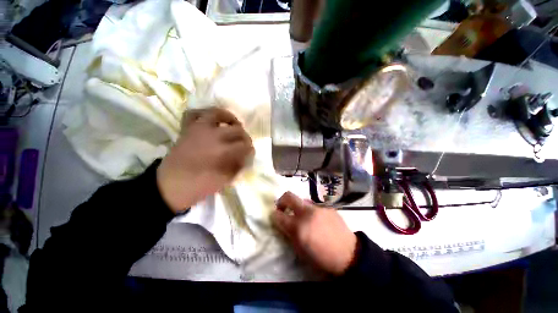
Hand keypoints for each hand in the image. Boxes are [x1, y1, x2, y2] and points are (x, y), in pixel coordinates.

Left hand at [157, 107, 253, 212]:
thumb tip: (246, 156)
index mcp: (222, 151)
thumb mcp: (225, 180)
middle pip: (236, 129)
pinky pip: (194, 114)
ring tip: (233, 124)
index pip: (244, 145)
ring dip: (228, 117)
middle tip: (244, 143)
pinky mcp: (187, 129)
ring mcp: (197, 130)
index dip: (250, 149)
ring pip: (216, 113)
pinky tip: (211, 120)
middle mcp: (212, 136)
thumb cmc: (199, 185)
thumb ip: (238, 166)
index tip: (250, 153)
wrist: (170, 186)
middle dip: (244, 136)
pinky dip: (203, 113)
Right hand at [271, 192, 357, 275]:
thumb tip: (283, 222)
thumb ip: (289, 233)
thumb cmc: (322, 258)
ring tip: (303, 217)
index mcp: (299, 227)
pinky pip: (314, 205)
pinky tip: (317, 220)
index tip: (274, 215)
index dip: (274, 215)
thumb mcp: (300, 251)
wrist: (349, 255)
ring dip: (298, 206)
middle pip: (289, 196)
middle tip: (282, 207)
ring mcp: (318, 207)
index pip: (279, 215)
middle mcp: (307, 213)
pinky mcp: (327, 206)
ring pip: (302, 199)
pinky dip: (310, 210)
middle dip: (282, 200)